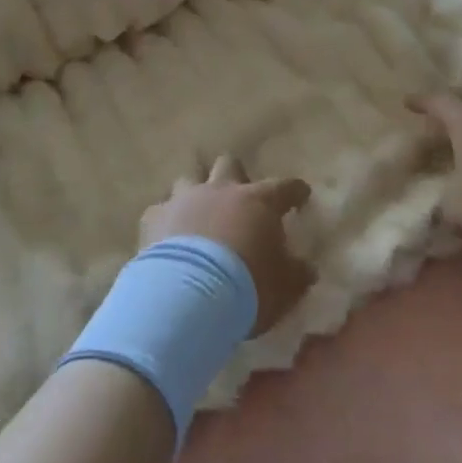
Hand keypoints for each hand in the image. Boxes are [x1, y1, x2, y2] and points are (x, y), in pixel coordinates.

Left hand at [140, 157, 314, 334]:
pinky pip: (160, 210)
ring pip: (189, 178)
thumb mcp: (285, 288)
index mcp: (258, 202)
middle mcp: (221, 190)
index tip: (300, 194)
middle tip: (239, 197)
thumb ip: (297, 273)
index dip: (294, 190)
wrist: (187, 297)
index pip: (284, 187)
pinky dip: (166, 220)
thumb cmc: (247, 288)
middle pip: (229, 164)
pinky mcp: (154, 218)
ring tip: (197, 213)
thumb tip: (307, 268)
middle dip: (235, 175)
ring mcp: (185, 199)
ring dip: (195, 193)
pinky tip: (167, 236)